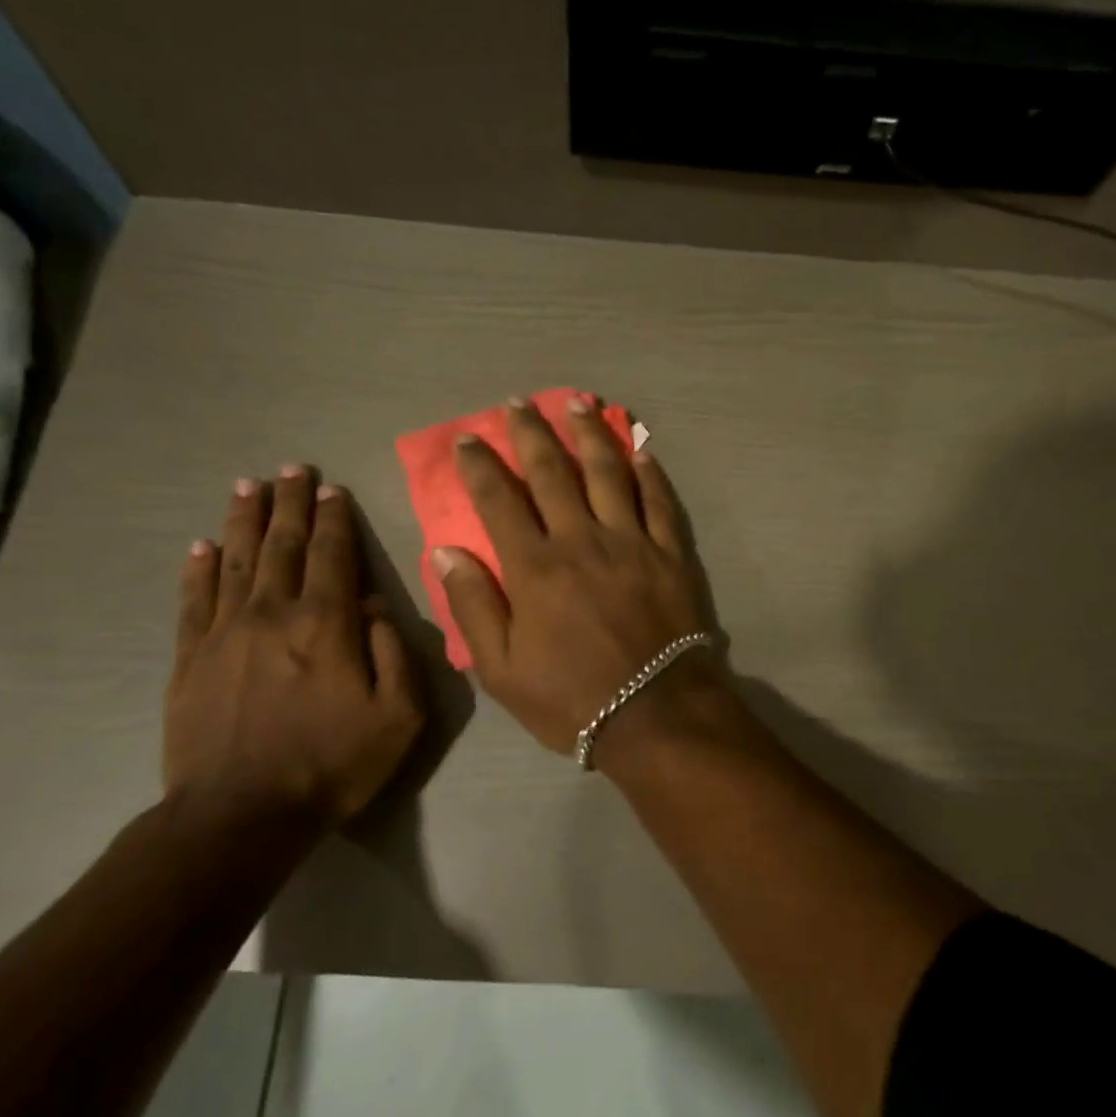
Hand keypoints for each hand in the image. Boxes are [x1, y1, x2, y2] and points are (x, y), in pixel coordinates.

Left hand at [166, 466, 424, 829]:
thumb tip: (375, 604)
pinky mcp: (189, 659)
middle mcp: (273, 612)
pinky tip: (202, 545)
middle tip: (292, 468)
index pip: (332, 554)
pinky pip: (194, 600)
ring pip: (236, 560)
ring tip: (248, 486)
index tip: (333, 488)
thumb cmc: (332, 763)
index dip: (334, 518)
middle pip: (283, 544)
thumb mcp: (397, 715)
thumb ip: (393, 650)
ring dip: (244, 519)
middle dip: (290, 502)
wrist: (240, 815)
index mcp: (326, 623)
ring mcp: (224, 632)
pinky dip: (199, 568)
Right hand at [434, 396, 716, 755]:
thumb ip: (474, 606)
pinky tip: (640, 448)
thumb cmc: (571, 699)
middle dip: (533, 433)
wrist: (654, 715)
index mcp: (535, 567)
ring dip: (590, 433)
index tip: (468, 437)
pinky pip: (659, 502)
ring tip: (579, 401)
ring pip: (608, 473)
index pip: (500, 501)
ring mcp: (631, 542)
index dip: (481, 465)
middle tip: (519, 403)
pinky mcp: (669, 553)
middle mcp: (581, 539)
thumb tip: (447, 552)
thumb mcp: (502, 670)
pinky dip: (649, 472)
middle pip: (553, 473)